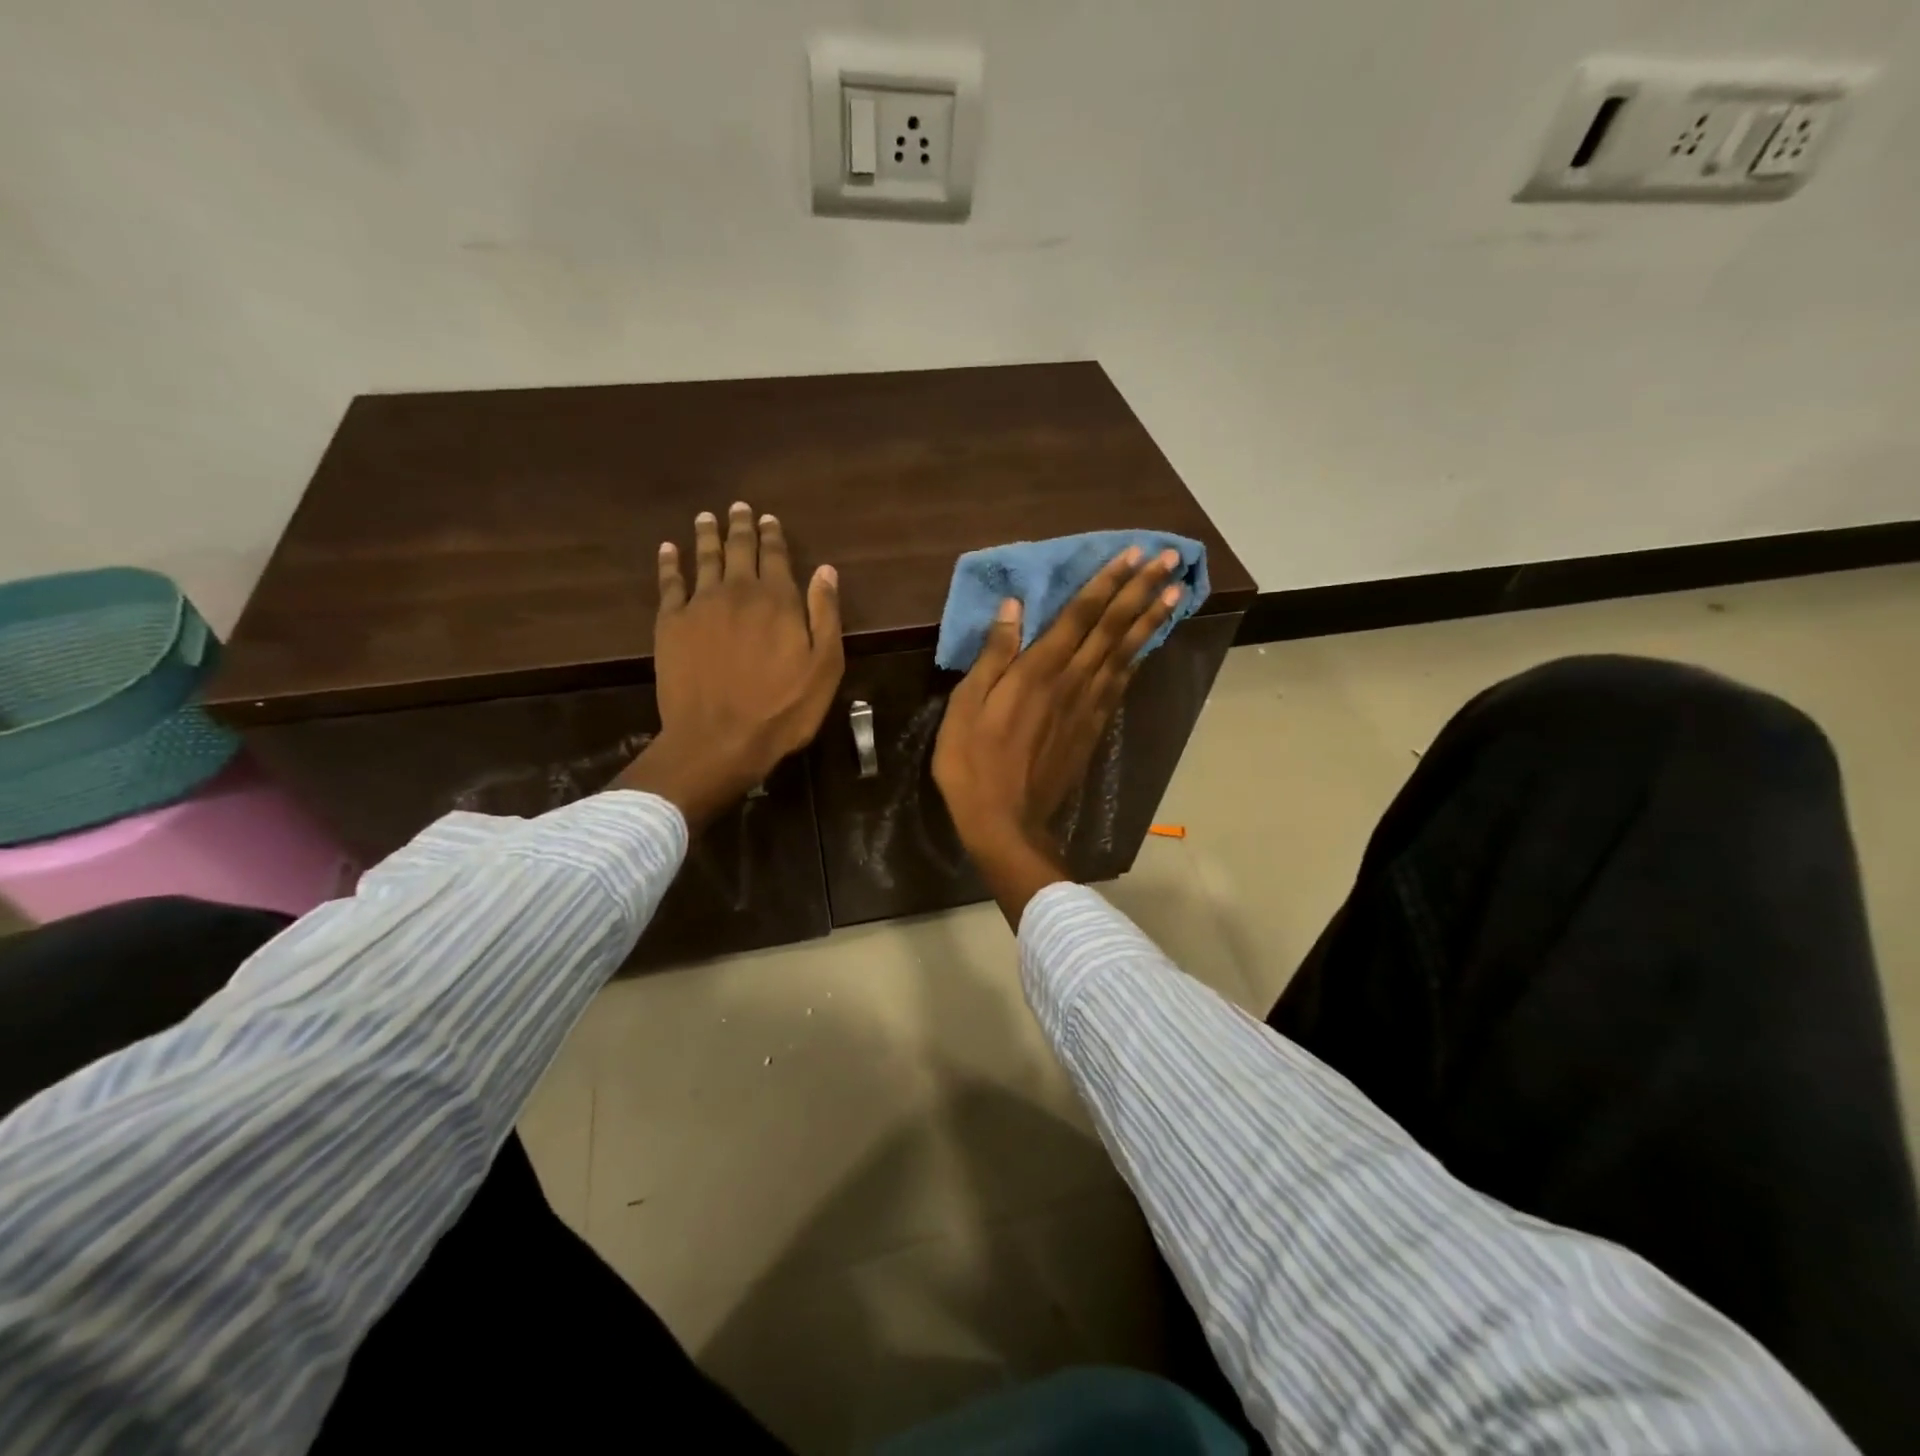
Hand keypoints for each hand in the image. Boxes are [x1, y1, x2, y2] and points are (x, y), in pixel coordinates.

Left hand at [613, 503, 843, 827]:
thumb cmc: (782, 709)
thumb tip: (825, 570)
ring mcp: (700, 605)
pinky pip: (669, 583)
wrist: (719, 739)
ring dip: (707, 535)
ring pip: (704, 558)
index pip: (776, 557)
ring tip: (707, 517)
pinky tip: (669, 549)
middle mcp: (738, 591)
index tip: (769, 519)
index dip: (773, 536)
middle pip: (739, 550)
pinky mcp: (670, 624)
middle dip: (741, 526)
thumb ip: (825, 615)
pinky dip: (669, 563)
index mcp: (778, 600)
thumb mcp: (824, 667)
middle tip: (738, 508)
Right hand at [932, 547, 1185, 924]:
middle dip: (1141, 591)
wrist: (1005, 822)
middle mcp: (1072, 681)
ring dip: (1150, 620)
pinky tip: (1149, 645)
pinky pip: (1121, 685)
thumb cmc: (973, 764)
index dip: (1107, 582)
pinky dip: (1138, 660)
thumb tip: (1013, 607)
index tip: (1133, 554)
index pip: (1080, 615)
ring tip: (1175, 592)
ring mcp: (1088, 706)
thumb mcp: (966, 707)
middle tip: (1169, 559)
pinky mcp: (1094, 729)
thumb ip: (993, 656)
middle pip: (1112, 628)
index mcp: (1038, 671)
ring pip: (1125, 654)